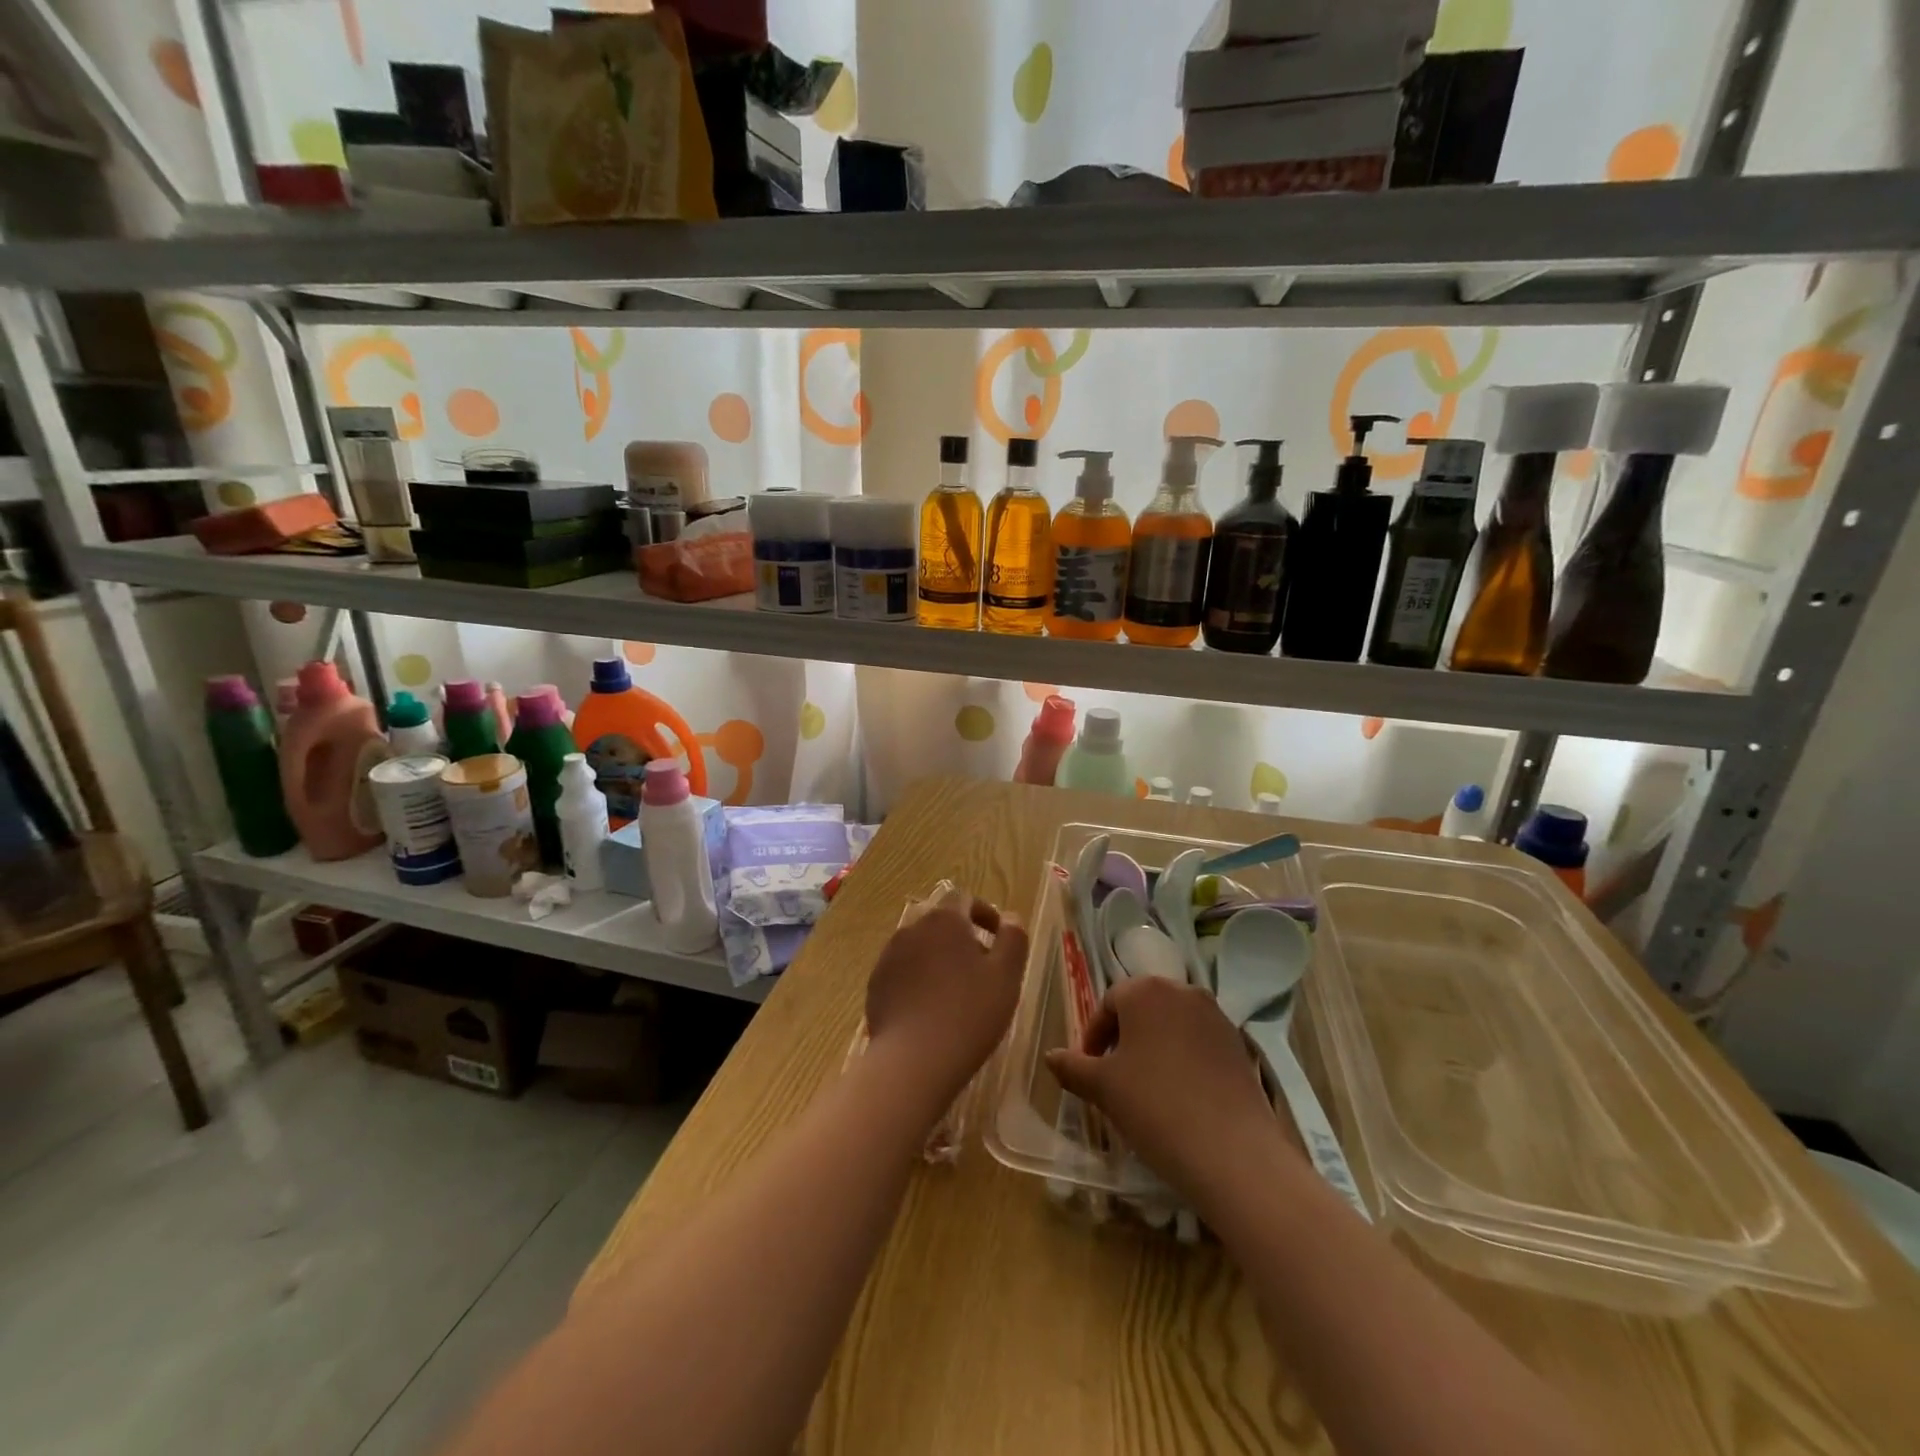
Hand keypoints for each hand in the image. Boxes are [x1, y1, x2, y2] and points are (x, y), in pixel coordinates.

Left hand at [865, 889, 1028, 1115]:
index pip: (965, 899)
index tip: (999, 938)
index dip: (984, 913)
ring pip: (921, 947)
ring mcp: (888, 956)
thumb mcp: (1006, 976)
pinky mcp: (875, 984)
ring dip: (939, 959)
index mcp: (945, 920)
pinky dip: (919, 980)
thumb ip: (1013, 939)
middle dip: (962, 938)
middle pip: (941, 923)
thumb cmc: (969, 1013)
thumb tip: (1011, 917)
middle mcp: (912, 929)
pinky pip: (903, 972)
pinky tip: (930, 1010)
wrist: (913, 1061)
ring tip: (956, 992)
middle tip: (982, 969)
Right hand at [1046, 977, 1296, 1216]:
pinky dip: (1184, 1061)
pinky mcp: (1239, 1045)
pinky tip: (1181, 1097)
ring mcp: (1216, 1016)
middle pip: (1142, 1009)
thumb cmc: (1155, 1107)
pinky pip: (1200, 1044)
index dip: (1093, 1037)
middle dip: (1124, 1038)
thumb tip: (1050, 1057)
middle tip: (1115, 1078)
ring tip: (1147, 1089)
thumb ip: (1073, 1068)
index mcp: (1145, 990)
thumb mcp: (1103, 1088)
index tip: (1089, 1070)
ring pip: (1172, 1025)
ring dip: (1155, 1048)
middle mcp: (1182, 990)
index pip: (1108, 1003)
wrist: (1233, 1152)